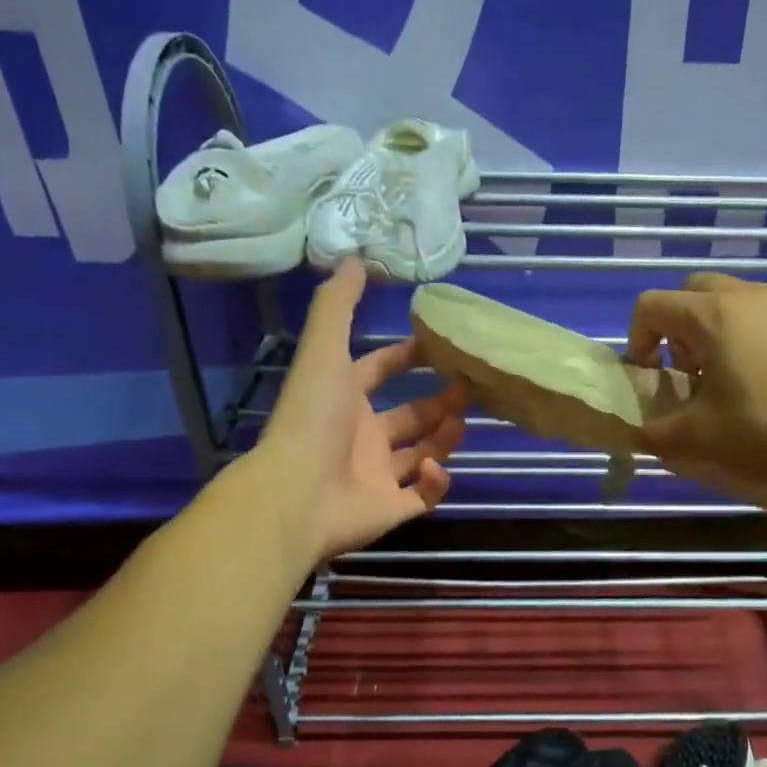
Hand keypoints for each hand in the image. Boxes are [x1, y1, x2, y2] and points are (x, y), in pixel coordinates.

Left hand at [258, 259, 467, 559]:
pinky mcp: (393, 509)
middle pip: (409, 416)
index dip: (405, 356)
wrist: (297, 495)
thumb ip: (338, 306)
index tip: (441, 345)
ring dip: (445, 438)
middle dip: (439, 401)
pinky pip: (425, 495)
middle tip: (469, 388)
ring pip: (423, 453)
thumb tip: (354, 257)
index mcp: (344, 400)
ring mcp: (377, 476)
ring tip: (462, 423)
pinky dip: (437, 482)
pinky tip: (436, 467)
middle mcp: (361, 437)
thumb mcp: (325, 353)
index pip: (378, 371)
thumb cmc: (313, 420)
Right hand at [627, 273, 766, 510]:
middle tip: (687, 374)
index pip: (652, 305)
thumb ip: (656, 433)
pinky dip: (753, 342)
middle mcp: (752, 297)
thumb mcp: (699, 441)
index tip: (650, 378)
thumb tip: (641, 432)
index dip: (637, 340)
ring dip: (716, 334)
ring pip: (736, 303)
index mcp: (715, 315)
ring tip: (728, 384)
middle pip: (694, 293)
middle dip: (677, 329)